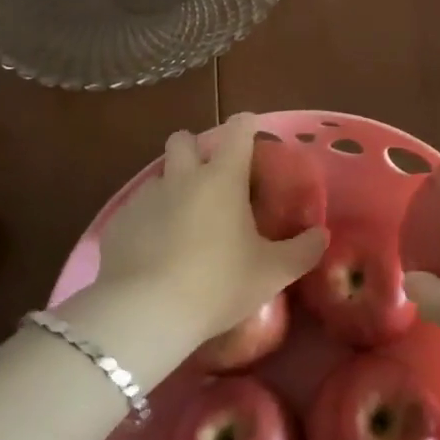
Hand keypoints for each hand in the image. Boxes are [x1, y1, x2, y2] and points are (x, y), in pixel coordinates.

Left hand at [92, 113, 326, 353]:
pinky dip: (148, 222)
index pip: (238, 130)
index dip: (247, 126)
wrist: (144, 313)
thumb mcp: (272, 272)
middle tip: (211, 179)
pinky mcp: (118, 223)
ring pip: (159, 176)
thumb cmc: (217, 284)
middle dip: (195, 148)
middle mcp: (181, 177)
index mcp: (222, 178)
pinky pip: (136, 211)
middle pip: (183, 139)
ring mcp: (145, 198)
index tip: (252, 135)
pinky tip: (155, 253)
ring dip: (172, 188)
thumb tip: (321, 235)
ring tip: (184, 225)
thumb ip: (302, 250)